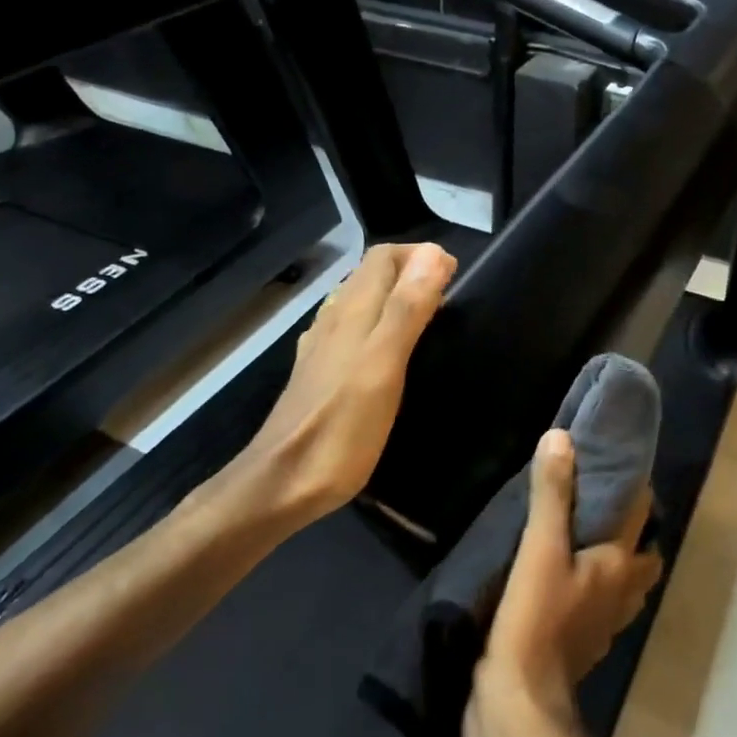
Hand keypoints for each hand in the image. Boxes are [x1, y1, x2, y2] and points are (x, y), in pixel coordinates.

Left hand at [226, 242, 456, 523]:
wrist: (282, 483)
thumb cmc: (341, 427)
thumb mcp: (383, 365)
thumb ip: (407, 309)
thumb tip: (435, 253)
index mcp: (351, 311)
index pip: (383, 256)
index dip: (419, 255)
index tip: (454, 276)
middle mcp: (334, 320)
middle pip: (371, 276)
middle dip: (410, 272)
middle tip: (449, 297)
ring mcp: (322, 348)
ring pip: (360, 303)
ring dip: (394, 298)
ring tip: (427, 319)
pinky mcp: (318, 375)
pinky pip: (351, 332)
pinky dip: (377, 325)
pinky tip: (388, 352)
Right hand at [463, 429, 663, 736]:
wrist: (516, 706)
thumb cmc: (535, 620)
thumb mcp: (540, 549)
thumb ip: (552, 495)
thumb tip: (562, 437)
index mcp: (620, 565)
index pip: (642, 514)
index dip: (636, 485)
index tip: (615, 460)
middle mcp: (621, 593)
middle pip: (642, 554)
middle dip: (633, 527)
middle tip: (601, 500)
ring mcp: (603, 624)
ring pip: (624, 583)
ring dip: (615, 560)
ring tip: (583, 535)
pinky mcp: (579, 645)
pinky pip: (596, 606)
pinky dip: (590, 587)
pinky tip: (561, 578)